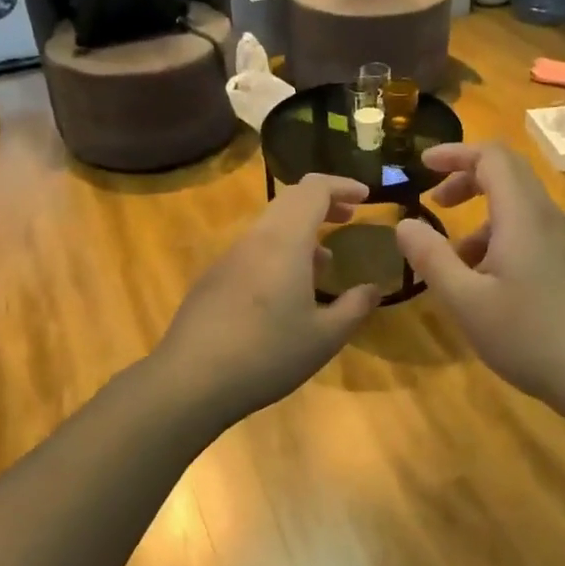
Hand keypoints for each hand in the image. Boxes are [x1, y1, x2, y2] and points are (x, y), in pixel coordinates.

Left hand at [153, 174, 380, 422]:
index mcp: (284, 241)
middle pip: (290, 200)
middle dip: (323, 203)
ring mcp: (229, 257)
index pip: (314, 189)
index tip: (365, 197)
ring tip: (325, 263)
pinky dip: (279, 252)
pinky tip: (287, 292)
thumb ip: (354, 307)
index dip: (342, 185)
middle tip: (348, 218)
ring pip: (270, 226)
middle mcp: (255, 239)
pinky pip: (253, 249)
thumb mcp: (324, 337)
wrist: (191, 380)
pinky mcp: (213, 278)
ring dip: (301, 231)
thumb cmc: (267, 354)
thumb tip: (374, 288)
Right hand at [396, 142, 564, 407]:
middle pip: (506, 173)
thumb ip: (431, 259)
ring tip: (451, 257)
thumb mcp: (466, 301)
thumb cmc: (530, 336)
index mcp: (521, 215)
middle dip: (465, 178)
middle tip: (434, 201)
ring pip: (515, 206)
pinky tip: (482, 282)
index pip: (491, 156)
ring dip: (479, 215)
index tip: (422, 165)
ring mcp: (560, 241)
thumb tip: (404, 224)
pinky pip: (527, 231)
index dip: (455, 153)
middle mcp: (544, 217)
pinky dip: (496, 238)